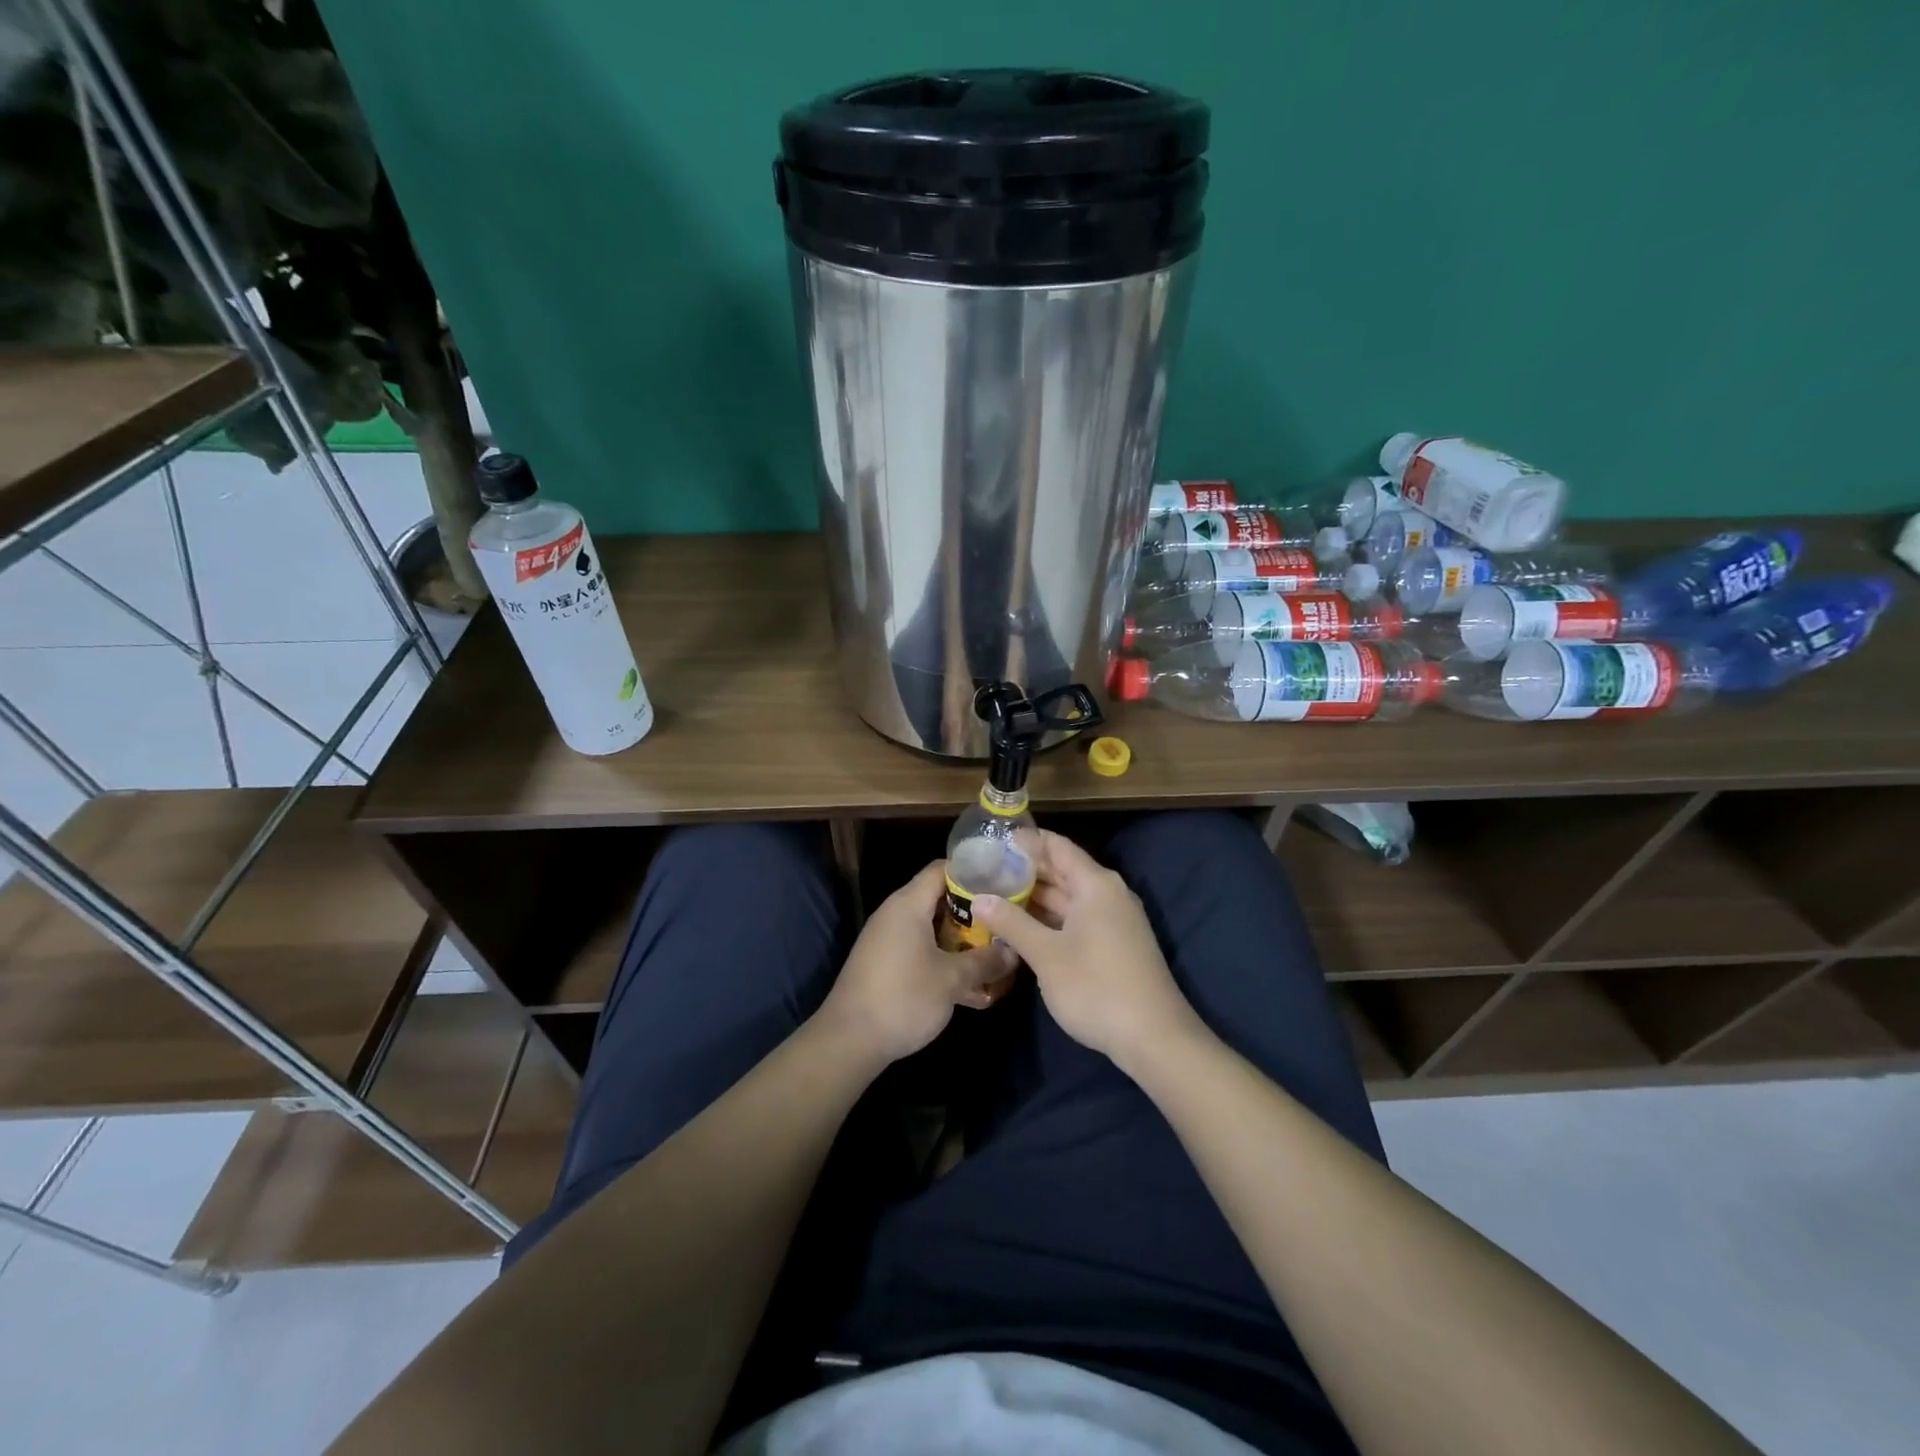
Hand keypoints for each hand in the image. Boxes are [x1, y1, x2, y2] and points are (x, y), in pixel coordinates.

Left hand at [819, 861, 1016, 1064]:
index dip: (973, 872)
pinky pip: (922, 951)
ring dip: (962, 941)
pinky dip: (945, 960)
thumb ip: (985, 961)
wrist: (849, 1041)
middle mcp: (896, 914)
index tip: (1003, 883)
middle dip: (975, 912)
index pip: (942, 869)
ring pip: (933, 930)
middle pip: (940, 899)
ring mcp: (889, 940)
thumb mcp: (952, 979)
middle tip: (1006, 922)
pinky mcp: (887, 965)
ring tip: (996, 955)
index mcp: (908, 904)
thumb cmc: (903, 998)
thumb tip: (1014, 951)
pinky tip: (973, 987)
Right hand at [974, 830, 1199, 1071]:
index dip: (1026, 841)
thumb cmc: (1096, 987)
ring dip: (1036, 897)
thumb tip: (978, 898)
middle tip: (985, 870)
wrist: (1154, 1038)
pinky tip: (1022, 926)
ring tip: (995, 896)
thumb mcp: (1046, 955)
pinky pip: (1077, 918)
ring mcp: (1114, 920)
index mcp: (1095, 884)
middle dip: (1025, 870)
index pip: (1057, 846)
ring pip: (1069, 897)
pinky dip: (1050, 917)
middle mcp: (1108, 893)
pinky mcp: (1114, 944)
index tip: (992, 841)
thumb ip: (1011, 922)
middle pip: (1063, 869)